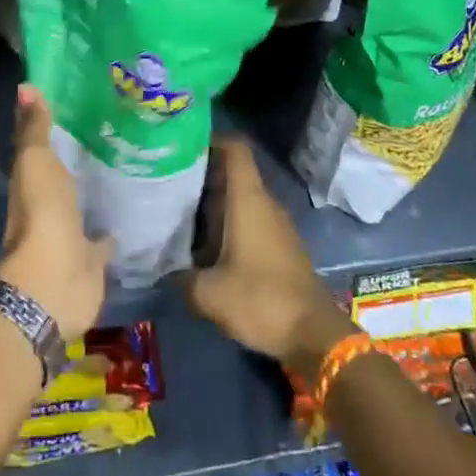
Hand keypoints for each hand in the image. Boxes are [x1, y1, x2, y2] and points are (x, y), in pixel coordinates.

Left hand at [0, 85, 110, 341]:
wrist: (55, 281)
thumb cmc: (42, 214)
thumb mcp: (35, 162)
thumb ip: (34, 129)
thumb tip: (26, 86)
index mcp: (31, 181)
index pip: (39, 146)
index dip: (51, 126)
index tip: (77, 101)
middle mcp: (49, 205)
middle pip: (62, 175)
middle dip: (77, 156)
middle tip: (109, 129)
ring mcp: (70, 233)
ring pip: (82, 204)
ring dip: (94, 191)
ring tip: (124, 166)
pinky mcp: (92, 258)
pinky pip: (103, 238)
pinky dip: (111, 228)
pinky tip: (131, 212)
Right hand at [181, 139, 356, 377]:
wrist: (314, 335)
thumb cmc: (261, 300)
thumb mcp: (209, 294)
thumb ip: (180, 277)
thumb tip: (161, 269)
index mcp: (248, 200)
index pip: (235, 149)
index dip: (210, 139)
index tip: (181, 147)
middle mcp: (263, 203)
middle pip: (231, 173)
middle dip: (200, 174)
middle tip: (165, 182)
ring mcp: (274, 224)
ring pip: (238, 198)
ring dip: (211, 202)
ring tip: (176, 212)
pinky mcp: (279, 246)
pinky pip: (248, 220)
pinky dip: (225, 223)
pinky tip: (202, 244)